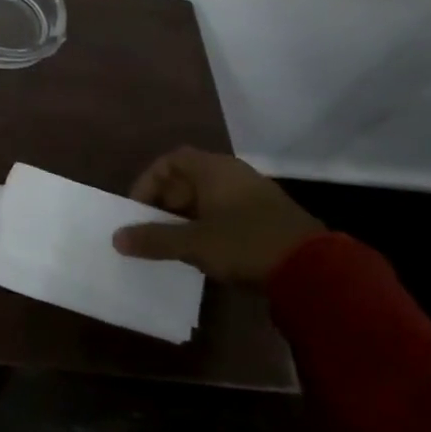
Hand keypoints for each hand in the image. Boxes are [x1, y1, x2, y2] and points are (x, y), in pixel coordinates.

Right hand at [111, 146, 323, 284]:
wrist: (314, 270)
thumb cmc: (245, 243)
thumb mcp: (194, 243)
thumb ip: (154, 239)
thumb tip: (116, 238)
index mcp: (215, 169)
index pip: (170, 161)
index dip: (148, 182)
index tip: (137, 209)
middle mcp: (233, 174)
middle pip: (187, 179)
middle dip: (165, 203)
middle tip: (153, 230)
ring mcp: (253, 195)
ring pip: (206, 199)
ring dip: (185, 218)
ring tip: (173, 244)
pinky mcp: (267, 218)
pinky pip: (225, 213)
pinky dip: (207, 227)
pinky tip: (204, 252)